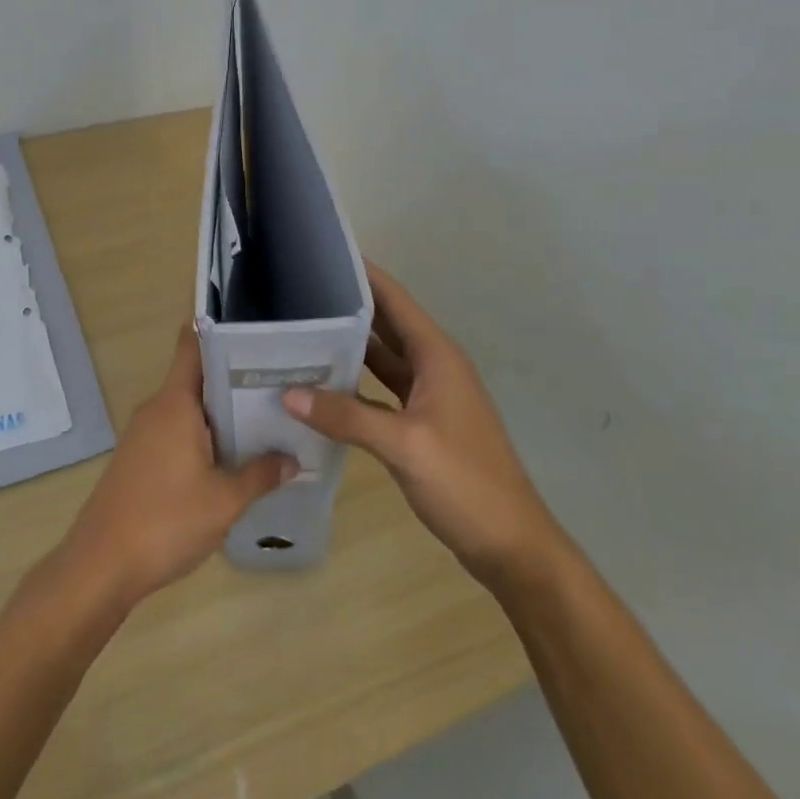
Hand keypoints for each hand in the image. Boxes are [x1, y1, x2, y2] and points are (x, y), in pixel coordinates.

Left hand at [58, 324, 296, 611]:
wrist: (101, 565)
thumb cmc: (166, 521)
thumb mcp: (225, 500)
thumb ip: (261, 474)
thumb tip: (291, 459)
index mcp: (175, 403)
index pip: (192, 346)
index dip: (219, 332)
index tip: (254, 333)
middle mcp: (156, 409)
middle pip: (196, 378)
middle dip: (234, 379)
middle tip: (278, 384)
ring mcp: (143, 434)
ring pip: (187, 409)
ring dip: (220, 413)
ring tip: (265, 420)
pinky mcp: (138, 459)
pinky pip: (176, 432)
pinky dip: (202, 436)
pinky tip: (230, 457)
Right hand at [281, 262, 558, 586]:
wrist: (511, 544)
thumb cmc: (466, 484)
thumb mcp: (405, 446)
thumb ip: (347, 416)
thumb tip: (288, 392)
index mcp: (437, 356)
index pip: (395, 300)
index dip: (363, 274)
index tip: (322, 254)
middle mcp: (434, 366)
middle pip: (387, 324)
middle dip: (347, 306)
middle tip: (296, 292)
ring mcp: (429, 396)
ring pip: (382, 357)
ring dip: (348, 345)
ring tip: (300, 330)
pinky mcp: (422, 422)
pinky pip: (381, 388)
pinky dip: (354, 382)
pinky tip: (321, 384)